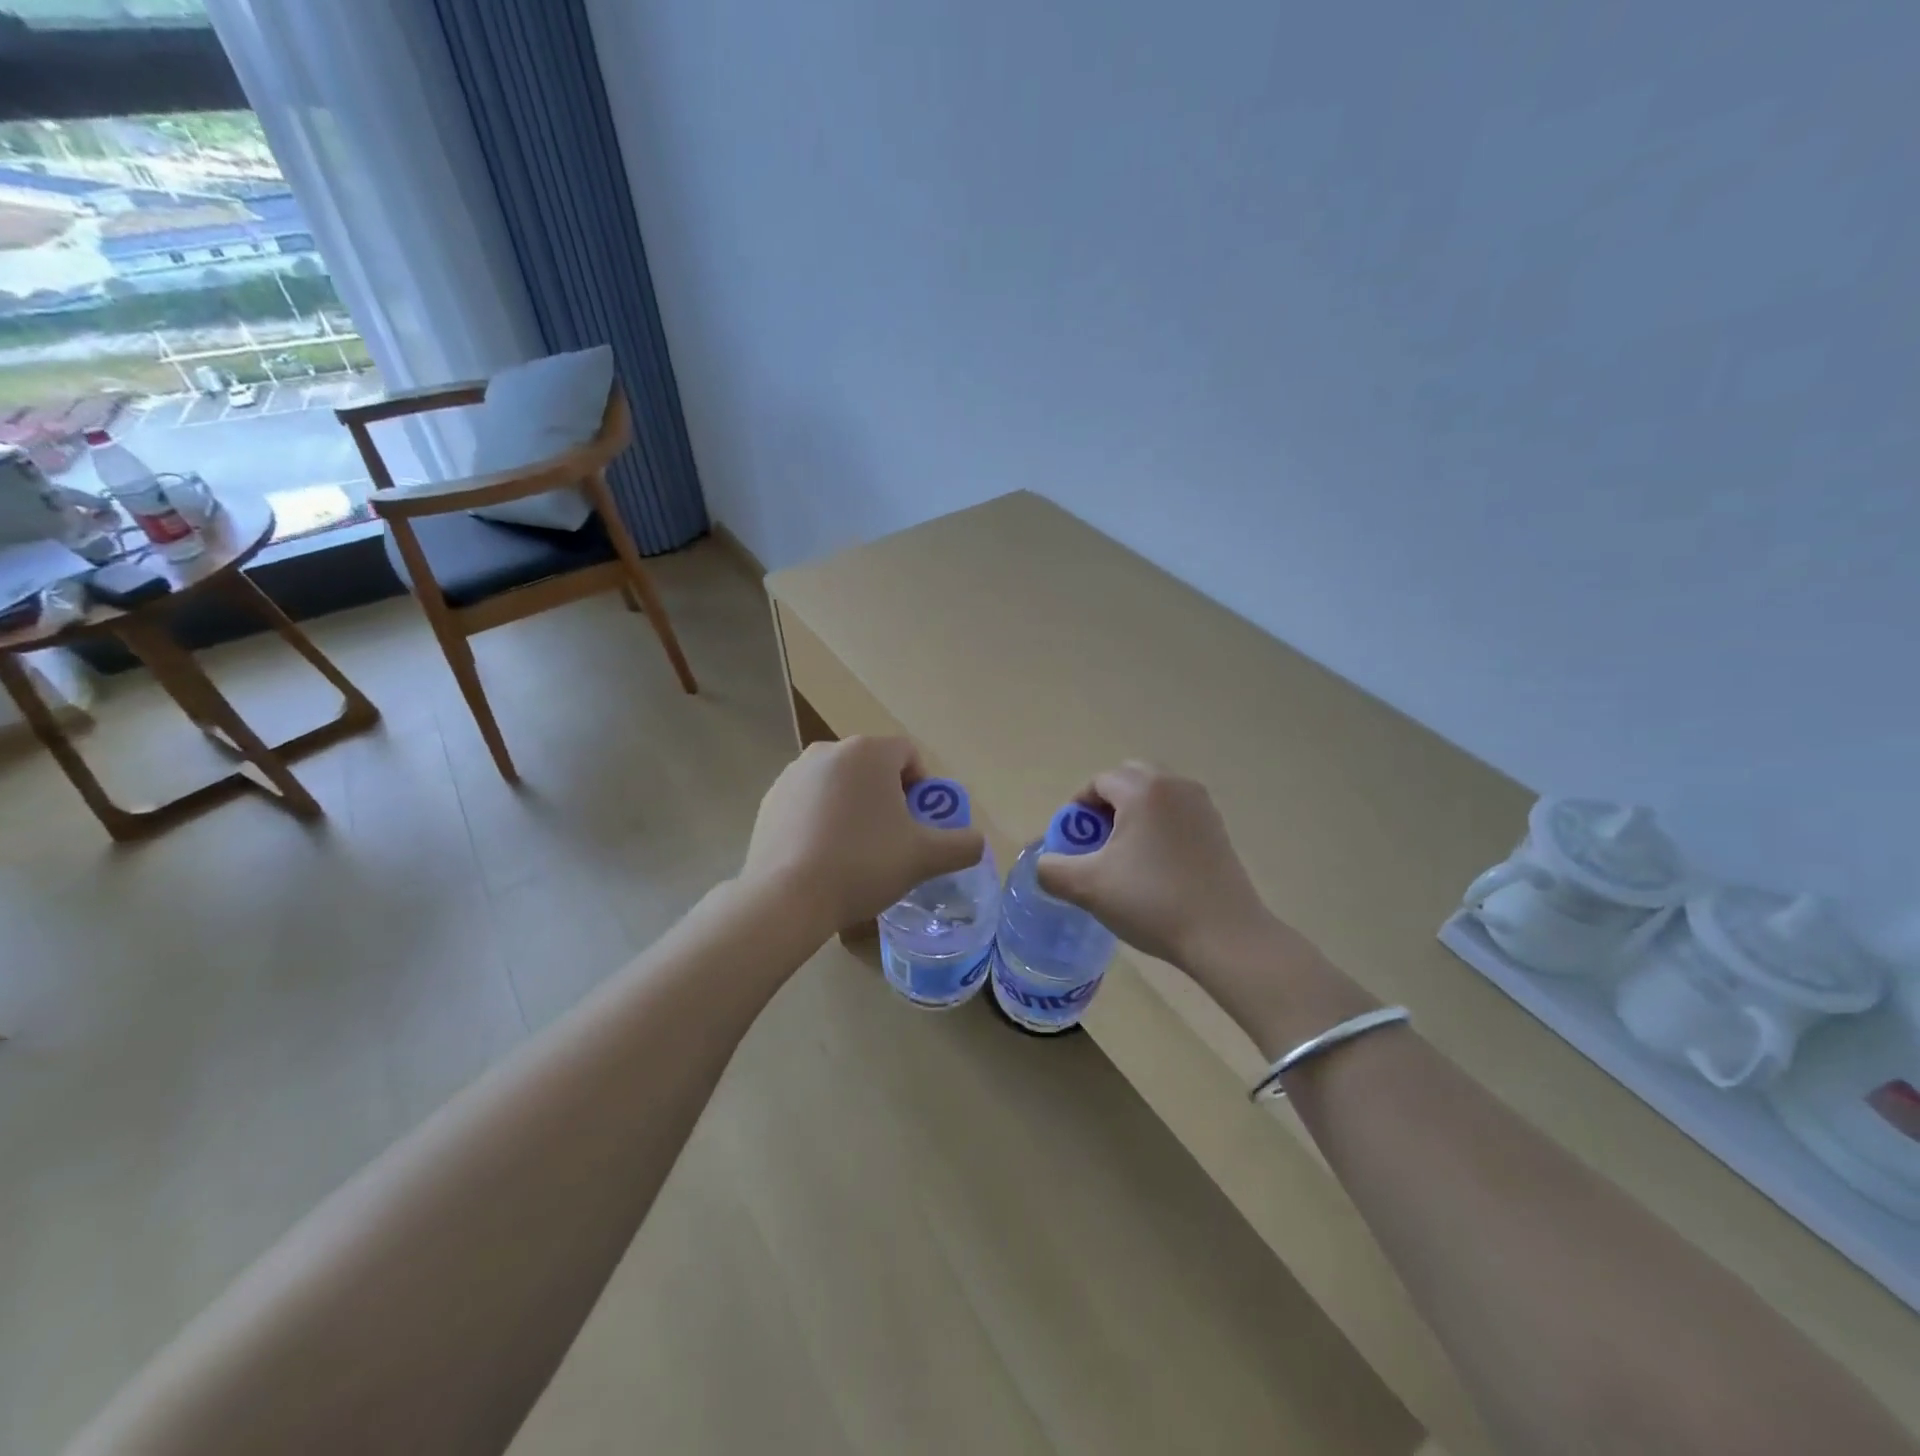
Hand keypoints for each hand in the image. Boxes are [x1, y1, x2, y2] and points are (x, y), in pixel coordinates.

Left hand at [742, 737, 986, 940]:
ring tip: (856, 852)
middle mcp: (828, 751)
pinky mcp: (769, 800)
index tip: (920, 824)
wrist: (786, 897)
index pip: (909, 755)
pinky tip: (823, 857)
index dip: (923, 788)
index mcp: (868, 752)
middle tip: (893, 840)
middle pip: (873, 768)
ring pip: (839, 785)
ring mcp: (793, 774)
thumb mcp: (924, 857)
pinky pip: (809, 802)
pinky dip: (822, 820)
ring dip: (854, 808)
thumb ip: (961, 845)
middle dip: (888, 798)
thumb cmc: (863, 864)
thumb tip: (977, 842)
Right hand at [1035, 763, 1305, 982]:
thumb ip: (1053, 869)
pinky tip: (1155, 867)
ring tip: (1124, 856)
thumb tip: (1045, 863)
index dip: (1077, 809)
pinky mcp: (1218, 829)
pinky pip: (1176, 813)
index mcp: (1143, 790)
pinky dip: (1158, 827)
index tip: (1072, 843)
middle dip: (1106, 805)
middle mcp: (1175, 786)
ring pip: (1155, 795)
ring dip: (1133, 815)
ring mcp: (1202, 806)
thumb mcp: (1088, 887)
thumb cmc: (1153, 902)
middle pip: (1129, 779)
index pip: (1099, 782)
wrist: (1225, 935)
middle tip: (1096, 843)